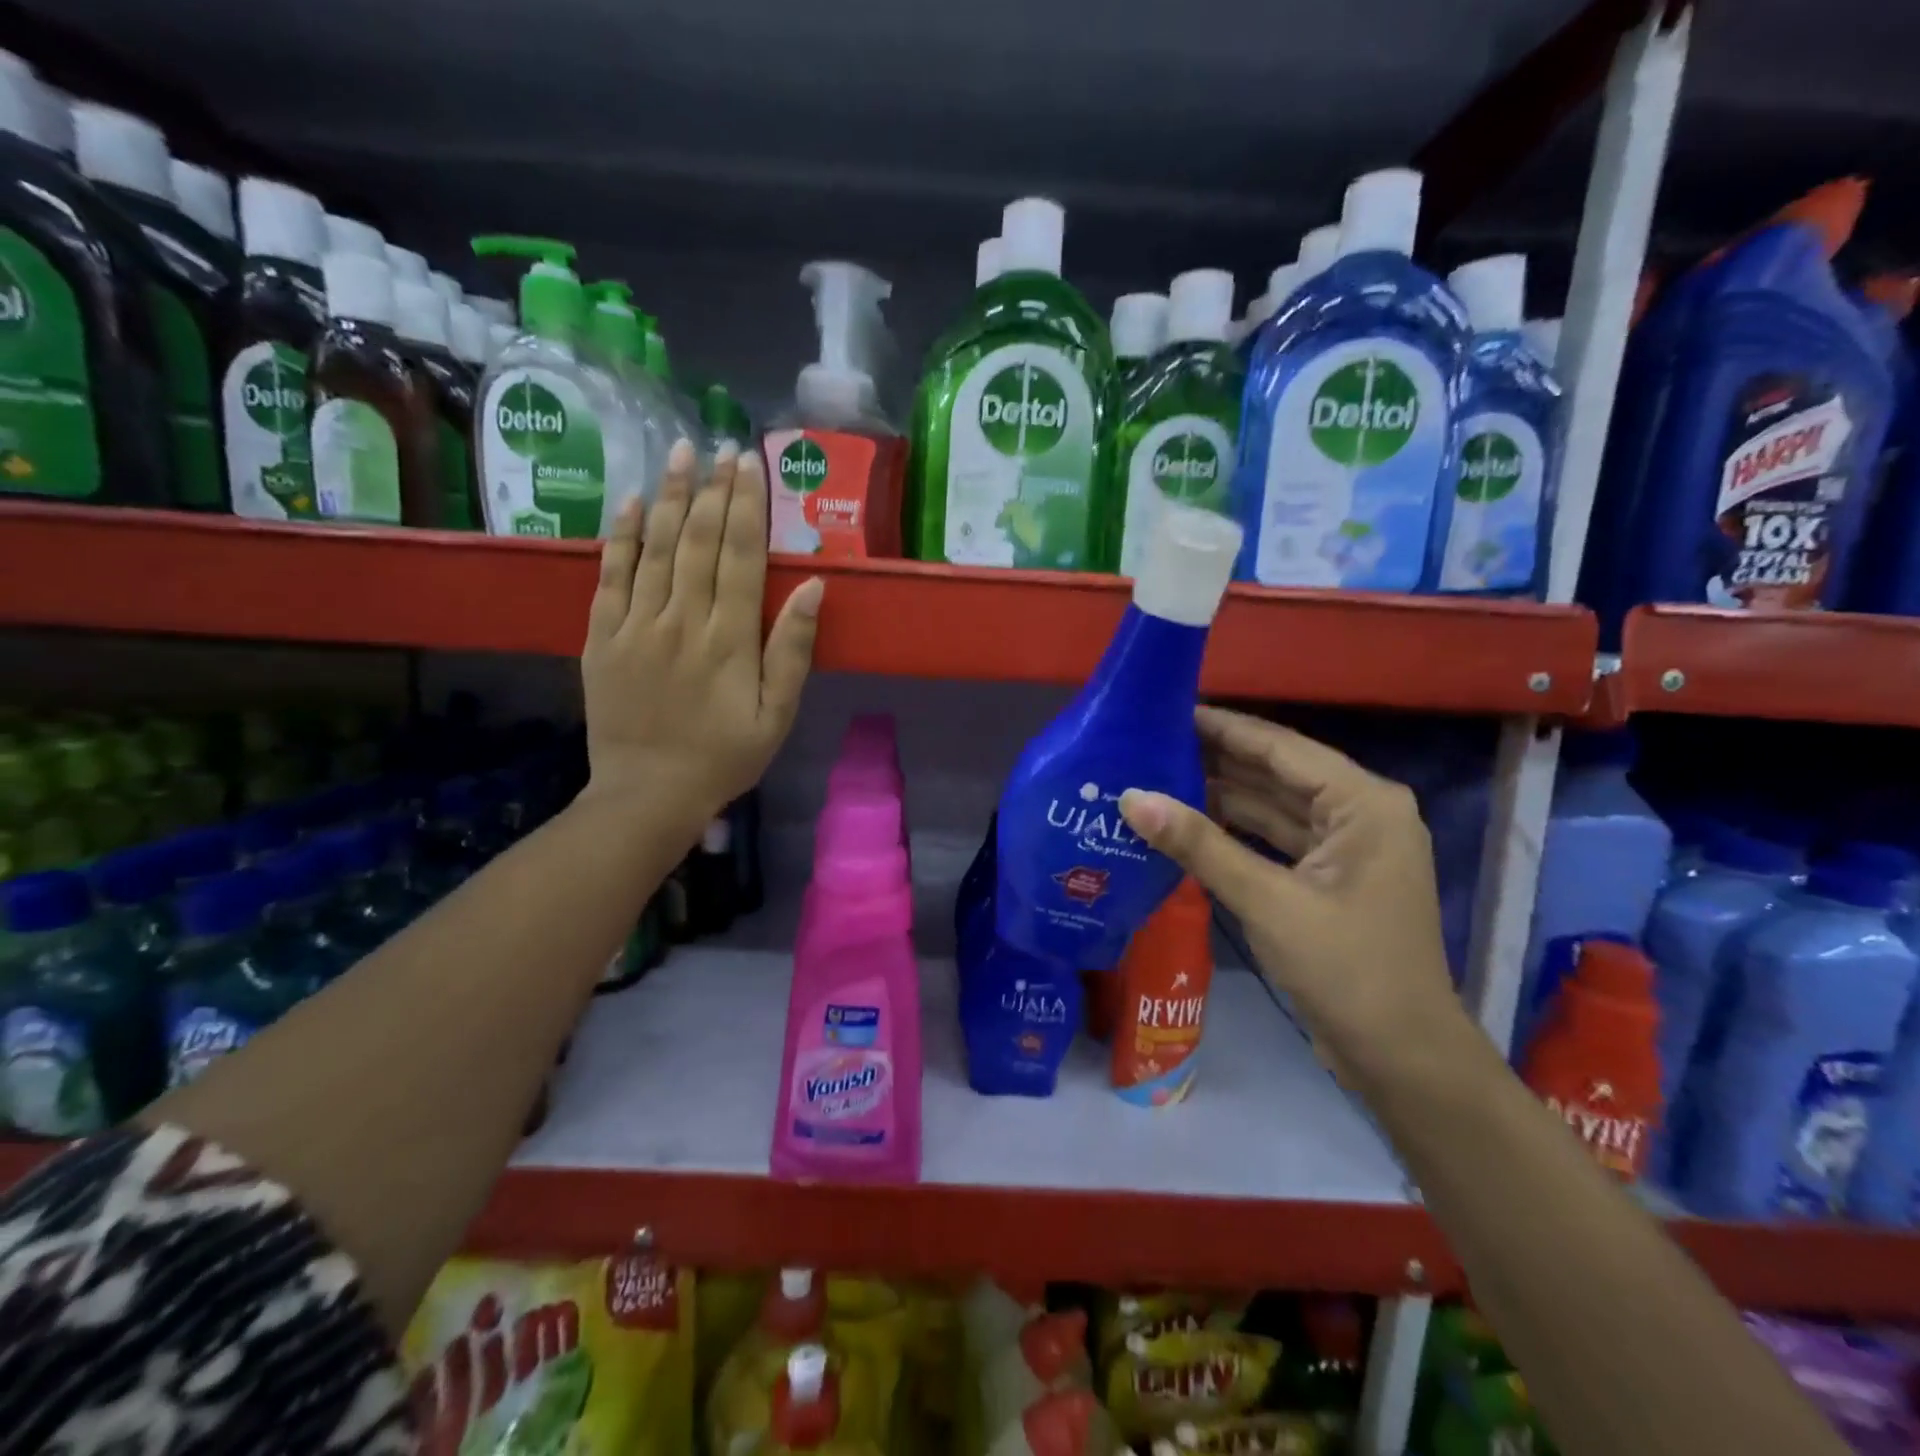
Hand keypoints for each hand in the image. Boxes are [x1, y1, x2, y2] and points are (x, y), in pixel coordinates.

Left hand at [581, 440, 822, 825]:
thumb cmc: (725, 757)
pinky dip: (619, 536)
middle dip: (712, 489)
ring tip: (680, 451)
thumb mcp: (777, 715)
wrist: (649, 794)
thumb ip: (792, 651)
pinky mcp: (601, 638)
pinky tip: (629, 502)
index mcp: (729, 640)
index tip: (751, 464)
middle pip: (697, 541)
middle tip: (722, 445)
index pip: (739, 556)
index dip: (747, 506)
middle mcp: (681, 621)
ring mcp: (635, 626)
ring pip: (653, 547)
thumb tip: (811, 587)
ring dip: (668, 496)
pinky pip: (609, 576)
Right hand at [1118, 706, 1476, 1088]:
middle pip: (1276, 772)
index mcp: (1363, 802)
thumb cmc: (1347, 970)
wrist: (1402, 1058)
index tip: (1166, 709)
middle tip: (1149, 743)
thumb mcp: (1268, 901)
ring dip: (1221, 795)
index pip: (1280, 747)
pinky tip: (1187, 823)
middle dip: (1216, 759)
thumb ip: (1199, 845)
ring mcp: (1346, 847)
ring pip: (1274, 806)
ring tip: (1156, 776)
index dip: (1222, 727)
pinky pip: (1275, 838)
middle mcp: (1360, 812)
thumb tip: (1131, 798)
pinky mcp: (1330, 877)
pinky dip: (1235, 831)